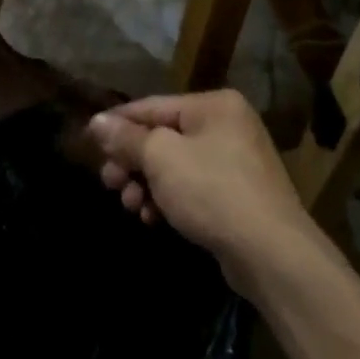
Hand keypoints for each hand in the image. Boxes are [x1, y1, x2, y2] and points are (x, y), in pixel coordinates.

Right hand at [85, 89, 319, 296]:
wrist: (271, 253)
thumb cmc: (212, 191)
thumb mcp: (161, 158)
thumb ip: (127, 138)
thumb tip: (97, 122)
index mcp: (213, 105)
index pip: (152, 106)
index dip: (118, 123)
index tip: (88, 141)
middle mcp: (227, 126)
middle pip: (163, 137)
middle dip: (132, 162)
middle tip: (108, 183)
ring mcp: (235, 162)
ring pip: (175, 166)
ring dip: (146, 184)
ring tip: (130, 206)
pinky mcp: (237, 196)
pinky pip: (192, 188)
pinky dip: (169, 200)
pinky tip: (152, 219)